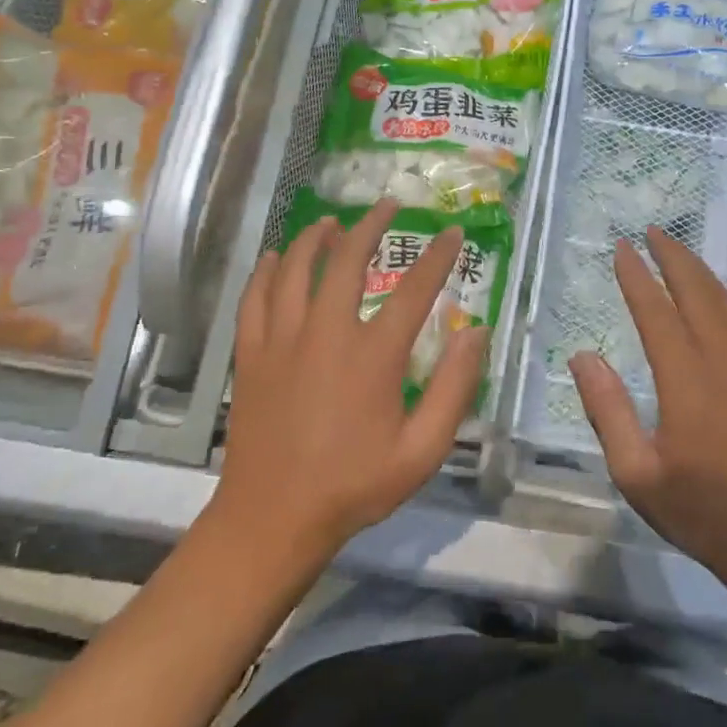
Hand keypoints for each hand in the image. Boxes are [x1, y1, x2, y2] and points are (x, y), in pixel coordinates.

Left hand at [215, 198, 487, 562]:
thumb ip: (454, 389)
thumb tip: (475, 333)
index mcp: (373, 355)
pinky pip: (255, 298)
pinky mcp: (251, 354)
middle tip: (387, 206)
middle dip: (370, 226)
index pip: (415, 290)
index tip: (452, 232)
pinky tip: (274, 257)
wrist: (272, 519)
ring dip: (315, 238)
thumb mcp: (421, 450)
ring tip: (331, 223)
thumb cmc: (354, 486)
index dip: (438, 257)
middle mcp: (326, 332)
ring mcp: (282, 340)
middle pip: (348, 260)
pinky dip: (265, 271)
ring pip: (295, 269)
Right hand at [569, 227, 726, 600]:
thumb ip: (607, 410)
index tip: (622, 248)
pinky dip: (723, 297)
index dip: (637, 277)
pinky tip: (714, 296)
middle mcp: (724, 360)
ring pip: (725, 302)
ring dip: (699, 271)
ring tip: (677, 250)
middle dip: (673, 256)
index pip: (656, 312)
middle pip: (697, 292)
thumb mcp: (637, 473)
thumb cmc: (703, 511)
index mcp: (687, 380)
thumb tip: (584, 355)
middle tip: (652, 230)